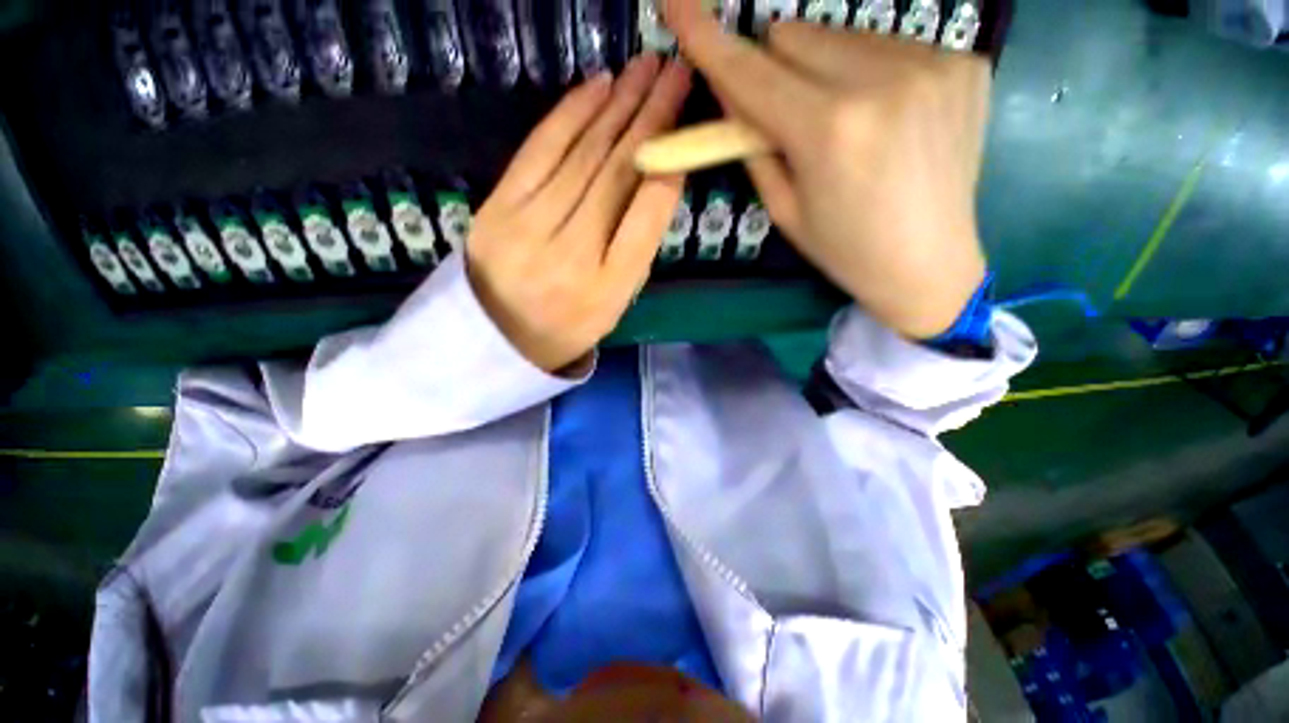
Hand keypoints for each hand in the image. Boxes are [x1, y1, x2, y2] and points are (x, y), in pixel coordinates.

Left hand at [467, 55, 691, 373]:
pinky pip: (538, 151)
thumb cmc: (568, 325)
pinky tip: (597, 87)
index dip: (668, 167)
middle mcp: (571, 257)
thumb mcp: (614, 302)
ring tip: (645, 69)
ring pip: (581, 156)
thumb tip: (655, 181)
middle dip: (650, 118)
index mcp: (607, 290)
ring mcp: (526, 230)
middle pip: (615, 177)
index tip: (687, 122)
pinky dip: (570, 115)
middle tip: (675, 72)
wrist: (497, 337)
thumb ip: (636, 250)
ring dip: (617, 105)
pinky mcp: (496, 209)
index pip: (645, 219)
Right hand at [666, 0, 989, 338]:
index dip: (707, 37)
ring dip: (824, 68)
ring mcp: (933, 62)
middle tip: (791, 117)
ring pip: (842, 35)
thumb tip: (733, 89)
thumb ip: (753, 144)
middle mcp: (882, 79)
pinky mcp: (966, 61)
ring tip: (847, 123)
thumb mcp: (783, 208)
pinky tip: (888, 117)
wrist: (928, 263)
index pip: (750, 70)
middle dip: (777, 69)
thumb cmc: (844, 248)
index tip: (676, 2)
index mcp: (828, 130)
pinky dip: (871, 72)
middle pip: (794, 35)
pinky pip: (889, 46)